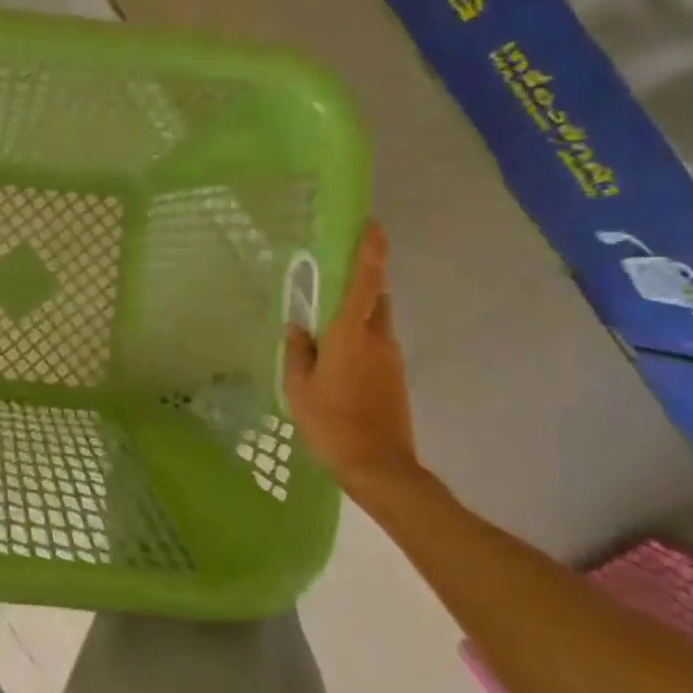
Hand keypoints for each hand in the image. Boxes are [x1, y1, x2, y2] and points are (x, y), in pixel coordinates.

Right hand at [284, 221, 424, 497]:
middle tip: (332, 280)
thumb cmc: (332, 424)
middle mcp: (378, 338)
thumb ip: (298, 352)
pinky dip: (359, 341)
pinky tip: (337, 362)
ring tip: (325, 330)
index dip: (371, 251)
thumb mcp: (299, 388)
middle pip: (374, 298)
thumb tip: (297, 327)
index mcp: (351, 334)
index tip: (372, 225)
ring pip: (375, 323)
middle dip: (359, 283)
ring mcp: (391, 359)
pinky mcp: (396, 378)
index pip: (365, 282)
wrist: (380, 467)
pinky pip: (376, 345)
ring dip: (356, 317)